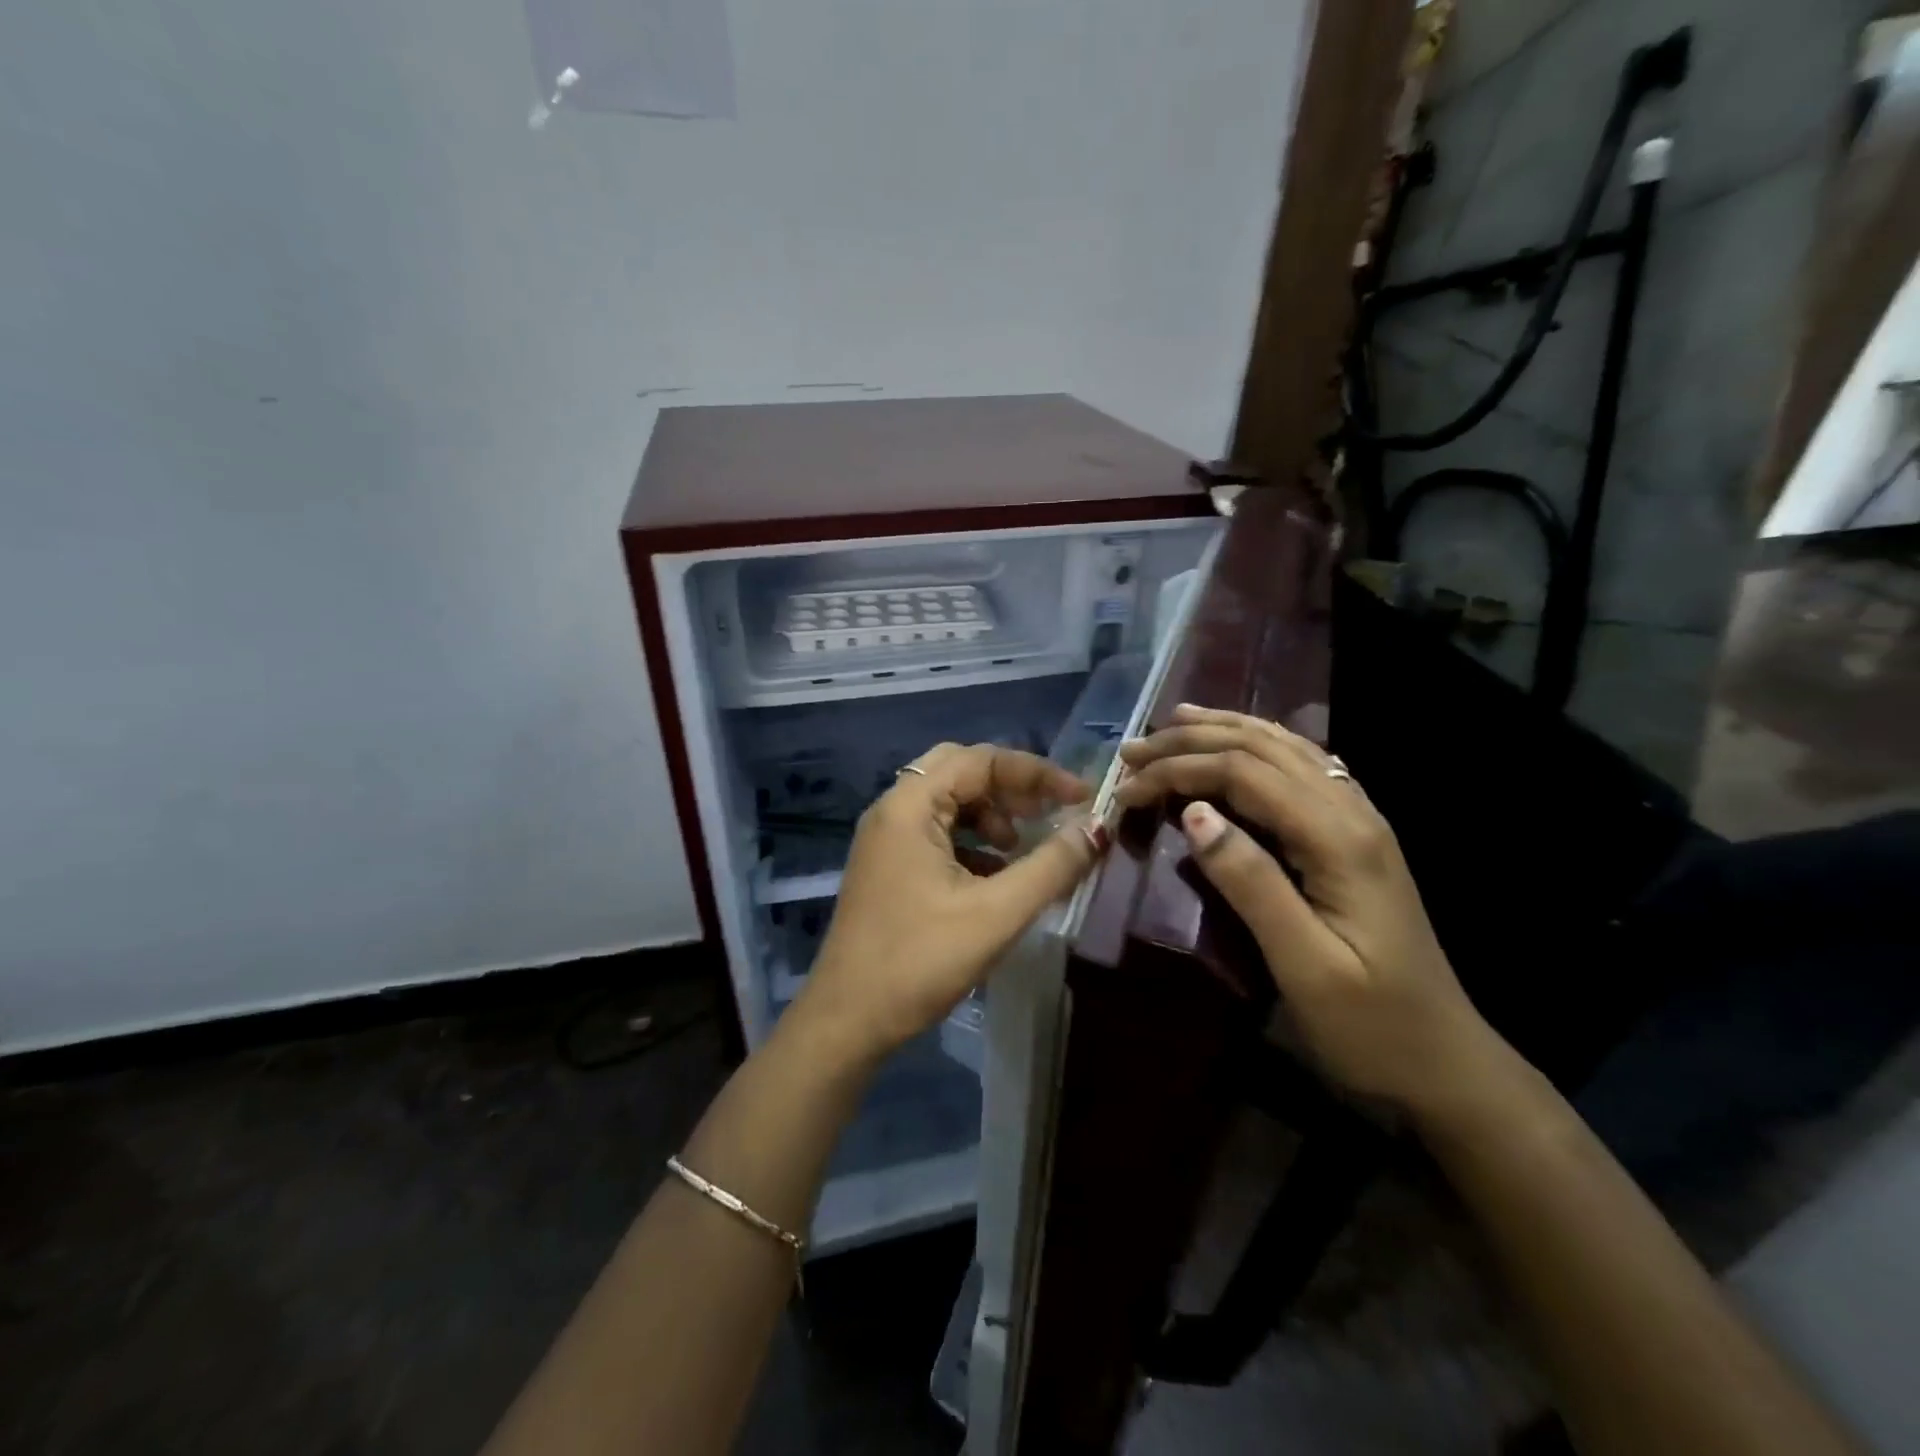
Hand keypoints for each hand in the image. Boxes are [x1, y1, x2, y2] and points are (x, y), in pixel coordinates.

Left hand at [793, 742, 1107, 1063]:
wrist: (847, 1021)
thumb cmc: (920, 962)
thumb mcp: (997, 913)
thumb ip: (1051, 866)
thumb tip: (1098, 828)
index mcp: (909, 805)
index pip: (981, 759)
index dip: (1037, 773)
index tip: (1081, 797)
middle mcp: (892, 810)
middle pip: (960, 770)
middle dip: (1011, 787)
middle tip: (1048, 813)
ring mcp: (885, 839)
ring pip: (947, 802)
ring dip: (990, 814)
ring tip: (1020, 850)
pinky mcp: (886, 867)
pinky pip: (935, 832)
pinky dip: (971, 841)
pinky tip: (994, 877)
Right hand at [1114, 705, 1505, 1114]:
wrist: (1446, 1063)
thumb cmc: (1370, 1025)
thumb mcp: (1305, 965)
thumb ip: (1251, 883)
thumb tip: (1194, 812)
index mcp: (1339, 839)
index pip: (1244, 774)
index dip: (1180, 770)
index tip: (1125, 790)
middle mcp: (1353, 812)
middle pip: (1263, 748)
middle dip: (1193, 740)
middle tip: (1134, 749)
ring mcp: (1360, 821)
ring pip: (1286, 749)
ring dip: (1226, 730)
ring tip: (1175, 721)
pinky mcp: (1355, 837)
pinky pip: (1303, 768)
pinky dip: (1259, 745)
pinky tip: (1241, 744)